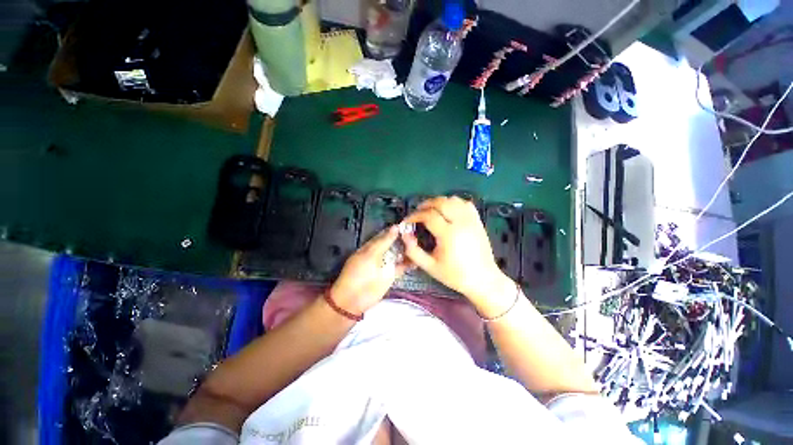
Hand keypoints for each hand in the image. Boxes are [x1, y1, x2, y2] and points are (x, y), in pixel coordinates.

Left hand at [328, 226, 410, 314]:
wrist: (355, 298)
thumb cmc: (359, 273)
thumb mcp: (370, 255)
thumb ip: (384, 242)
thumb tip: (396, 227)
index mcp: (372, 245)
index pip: (386, 234)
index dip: (396, 229)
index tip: (409, 225)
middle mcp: (381, 252)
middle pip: (394, 243)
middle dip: (404, 239)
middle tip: (417, 234)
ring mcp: (387, 263)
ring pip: (400, 254)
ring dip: (408, 250)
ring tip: (419, 244)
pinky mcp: (392, 274)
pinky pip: (402, 266)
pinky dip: (409, 263)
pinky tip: (418, 260)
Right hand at [402, 196, 509, 302]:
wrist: (483, 279)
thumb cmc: (455, 275)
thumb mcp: (430, 267)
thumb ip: (413, 251)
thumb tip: (404, 235)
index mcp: (449, 234)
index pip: (429, 216)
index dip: (415, 216)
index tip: (407, 221)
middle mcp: (461, 223)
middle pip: (441, 202)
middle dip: (426, 204)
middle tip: (417, 212)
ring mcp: (471, 220)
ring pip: (453, 200)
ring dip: (439, 202)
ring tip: (431, 210)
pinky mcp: (478, 221)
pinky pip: (465, 204)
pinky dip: (454, 203)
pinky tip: (448, 211)